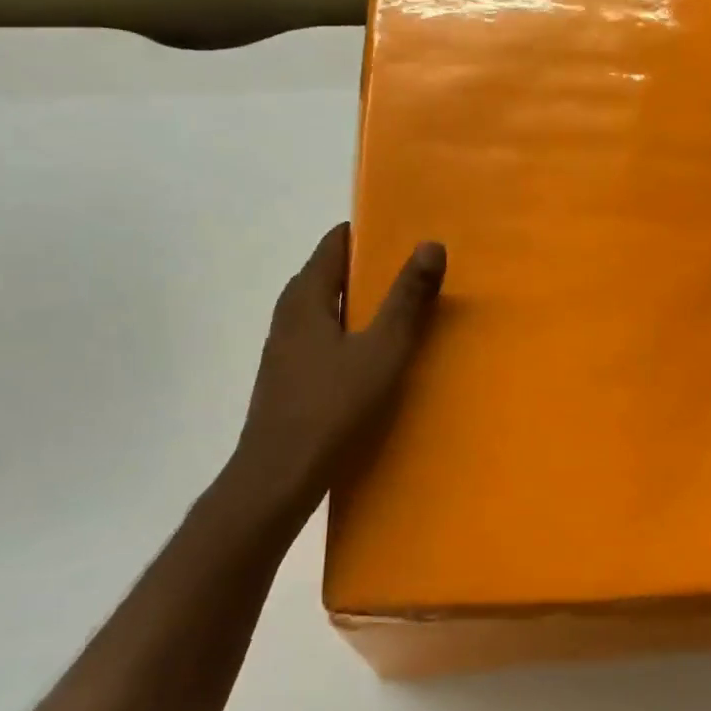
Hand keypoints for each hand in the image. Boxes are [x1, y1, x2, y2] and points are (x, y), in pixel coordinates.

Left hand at [229, 223, 444, 507]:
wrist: (279, 475)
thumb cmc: (333, 406)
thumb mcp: (382, 349)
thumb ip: (407, 298)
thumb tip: (431, 244)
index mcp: (306, 297)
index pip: (335, 244)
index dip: (370, 234)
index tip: (408, 236)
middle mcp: (290, 314)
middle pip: (331, 275)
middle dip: (372, 269)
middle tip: (418, 273)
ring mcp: (286, 348)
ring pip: (328, 310)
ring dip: (363, 304)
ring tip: (406, 312)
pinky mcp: (291, 377)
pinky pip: (325, 338)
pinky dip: (352, 333)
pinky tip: (377, 357)